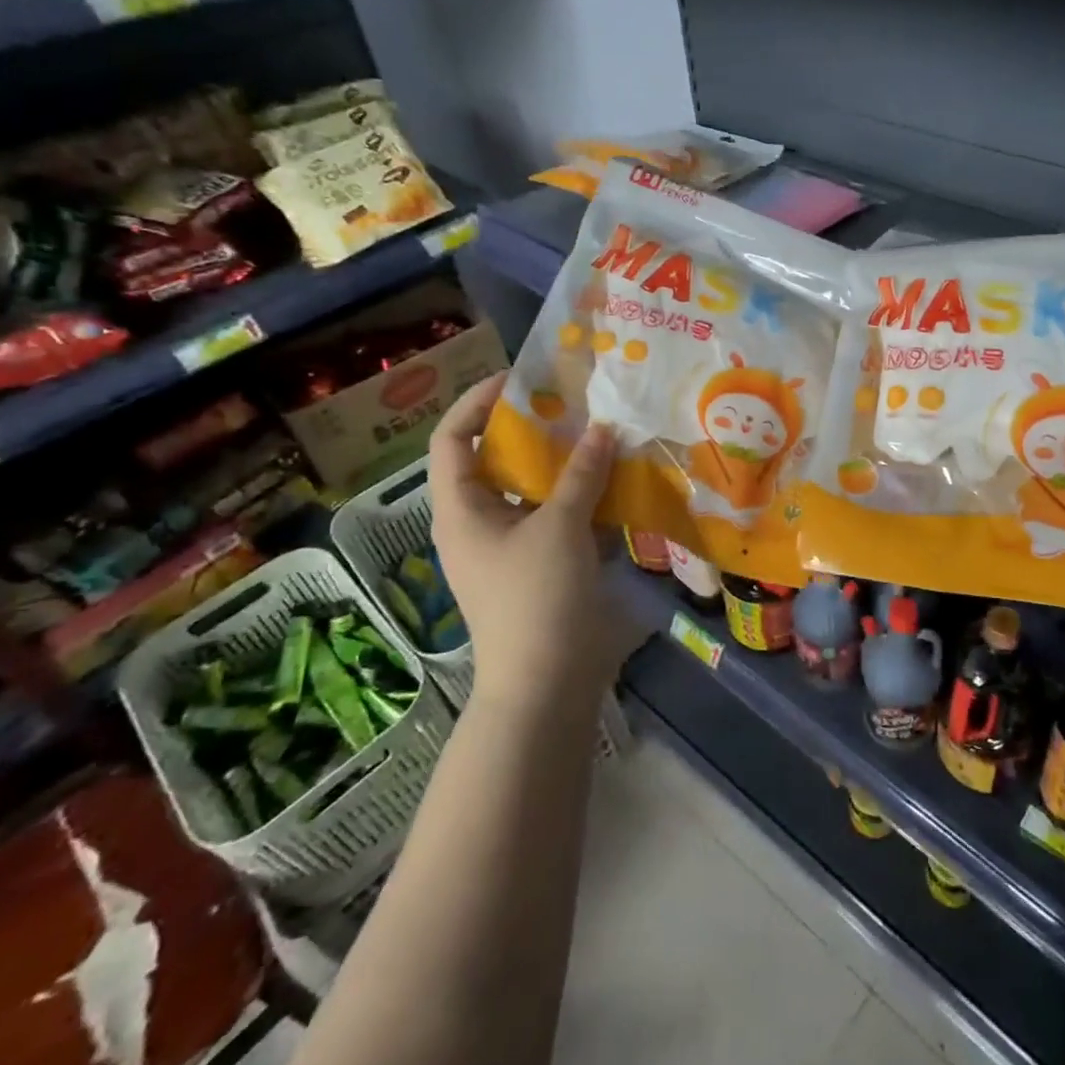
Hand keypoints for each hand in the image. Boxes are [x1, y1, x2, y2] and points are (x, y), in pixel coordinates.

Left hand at [428, 372, 620, 707]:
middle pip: (494, 460)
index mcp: (460, 509)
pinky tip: (612, 483)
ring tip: (597, 435)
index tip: (522, 380)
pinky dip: (578, 496)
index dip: (478, 402)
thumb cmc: (537, 598)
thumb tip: (603, 427)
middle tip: (572, 404)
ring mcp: (507, 547)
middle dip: (531, 429)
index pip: (452, 439)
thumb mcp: (560, 527)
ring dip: (561, 463)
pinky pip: (554, 516)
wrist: (546, 684)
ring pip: (529, 489)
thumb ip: (582, 473)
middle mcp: (477, 522)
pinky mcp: (537, 567)